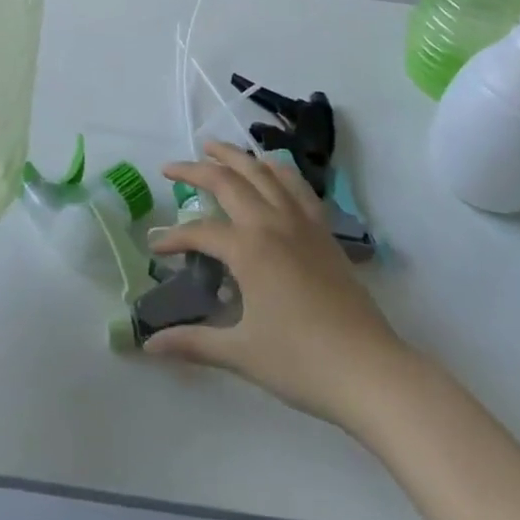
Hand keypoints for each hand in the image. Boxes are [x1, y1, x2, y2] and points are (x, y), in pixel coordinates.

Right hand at [148, 141, 408, 426]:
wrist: (369, 371)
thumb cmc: (301, 363)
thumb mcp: (241, 354)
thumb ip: (193, 343)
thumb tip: (150, 346)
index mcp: (249, 249)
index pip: (200, 232)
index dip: (173, 238)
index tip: (155, 247)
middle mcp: (272, 222)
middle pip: (228, 181)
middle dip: (196, 170)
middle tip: (172, 167)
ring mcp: (302, 222)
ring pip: (264, 172)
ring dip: (236, 156)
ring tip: (214, 148)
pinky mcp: (323, 230)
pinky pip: (296, 185)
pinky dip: (277, 169)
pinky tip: (269, 170)